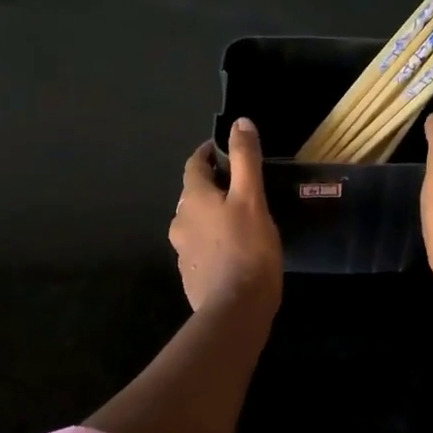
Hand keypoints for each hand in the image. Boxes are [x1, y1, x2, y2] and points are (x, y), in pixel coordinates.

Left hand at [170, 118, 283, 316]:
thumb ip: (246, 159)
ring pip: (198, 222)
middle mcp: (180, 222)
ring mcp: (182, 251)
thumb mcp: (252, 198)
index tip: (227, 150)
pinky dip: (215, 241)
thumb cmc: (247, 249)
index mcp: (193, 199)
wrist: (235, 310)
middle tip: (243, 186)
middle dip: (215, 186)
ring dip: (214, 215)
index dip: (209, 153)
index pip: (195, 164)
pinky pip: (202, 248)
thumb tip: (240, 123)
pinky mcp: (191, 275)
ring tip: (242, 219)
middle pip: (195, 194)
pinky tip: (236, 251)